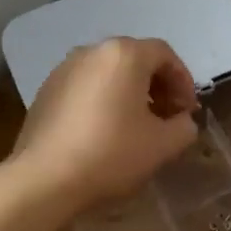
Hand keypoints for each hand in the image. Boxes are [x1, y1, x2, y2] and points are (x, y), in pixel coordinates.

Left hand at [13, 38, 198, 210]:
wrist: (43, 179)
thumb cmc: (111, 153)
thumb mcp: (163, 145)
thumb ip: (184, 127)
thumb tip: (182, 121)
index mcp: (125, 54)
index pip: (165, 55)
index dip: (183, 81)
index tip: (188, 110)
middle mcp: (94, 51)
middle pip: (136, 58)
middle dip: (157, 85)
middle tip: (167, 116)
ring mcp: (65, 68)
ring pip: (110, 71)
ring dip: (130, 91)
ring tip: (137, 124)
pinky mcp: (46, 89)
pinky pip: (86, 85)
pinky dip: (103, 98)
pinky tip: (104, 130)